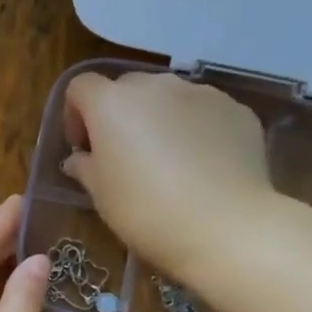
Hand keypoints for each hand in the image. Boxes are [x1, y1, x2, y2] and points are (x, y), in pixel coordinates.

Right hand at [63, 71, 274, 283]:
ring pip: (169, 98)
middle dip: (119, 116)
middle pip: (127, 89)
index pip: (80, 87)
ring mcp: (201, 93)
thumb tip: (79, 159)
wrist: (225, 226)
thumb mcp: (101, 195)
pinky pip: (204, 113)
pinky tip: (202, 167)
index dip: (75, 114)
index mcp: (112, 103)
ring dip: (159, 120)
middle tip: (123, 157)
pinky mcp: (236, 110)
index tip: (83, 148)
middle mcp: (156, 85)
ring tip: (168, 162)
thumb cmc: (146, 211)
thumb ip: (85, 168)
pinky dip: (196, 130)